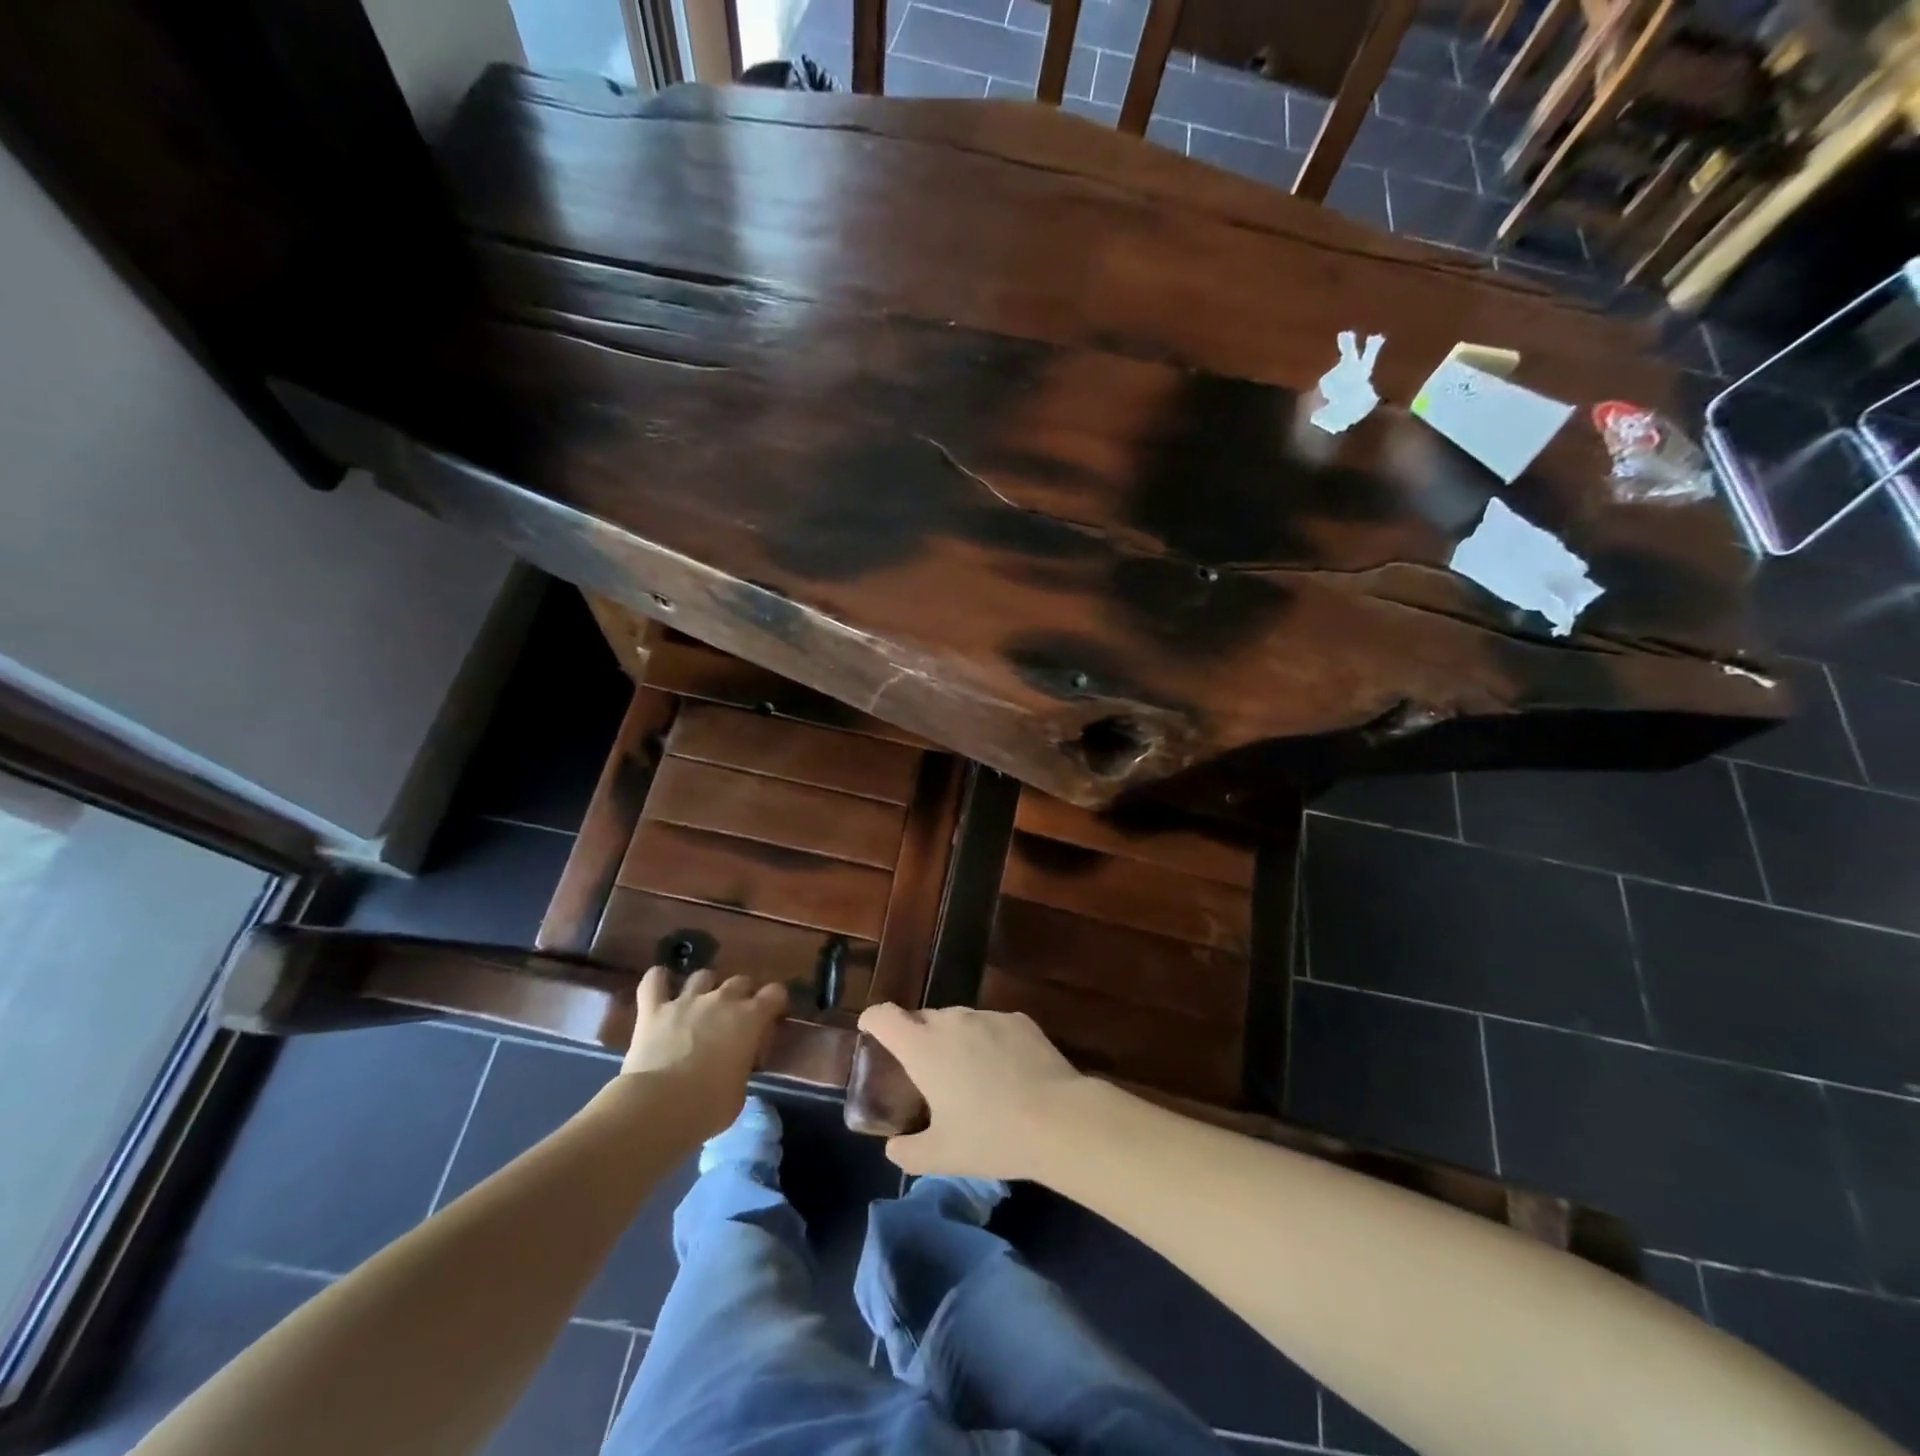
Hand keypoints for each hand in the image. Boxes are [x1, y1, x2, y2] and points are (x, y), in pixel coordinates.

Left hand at [622, 967, 787, 1138]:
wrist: (660, 1106)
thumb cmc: (708, 1106)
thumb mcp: (740, 1091)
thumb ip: (741, 1067)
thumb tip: (735, 1064)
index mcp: (750, 1019)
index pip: (775, 993)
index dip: (775, 1002)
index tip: (771, 1018)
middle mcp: (722, 1000)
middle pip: (740, 981)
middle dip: (740, 995)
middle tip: (733, 1017)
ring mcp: (686, 1001)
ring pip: (702, 975)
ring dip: (704, 987)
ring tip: (699, 1003)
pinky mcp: (654, 1009)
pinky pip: (654, 980)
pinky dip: (658, 979)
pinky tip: (660, 984)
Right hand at [855, 1003, 1085, 1178]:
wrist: (1058, 1119)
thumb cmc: (991, 1136)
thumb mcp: (942, 1156)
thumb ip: (908, 1151)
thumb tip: (893, 1148)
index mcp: (923, 1047)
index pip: (884, 1016)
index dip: (873, 1020)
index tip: (870, 1032)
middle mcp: (952, 1021)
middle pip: (923, 1018)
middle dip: (917, 1038)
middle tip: (925, 1072)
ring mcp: (988, 1016)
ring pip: (959, 1021)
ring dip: (954, 1040)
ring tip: (969, 1074)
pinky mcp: (1019, 1019)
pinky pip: (992, 1026)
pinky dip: (989, 1042)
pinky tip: (1005, 1072)